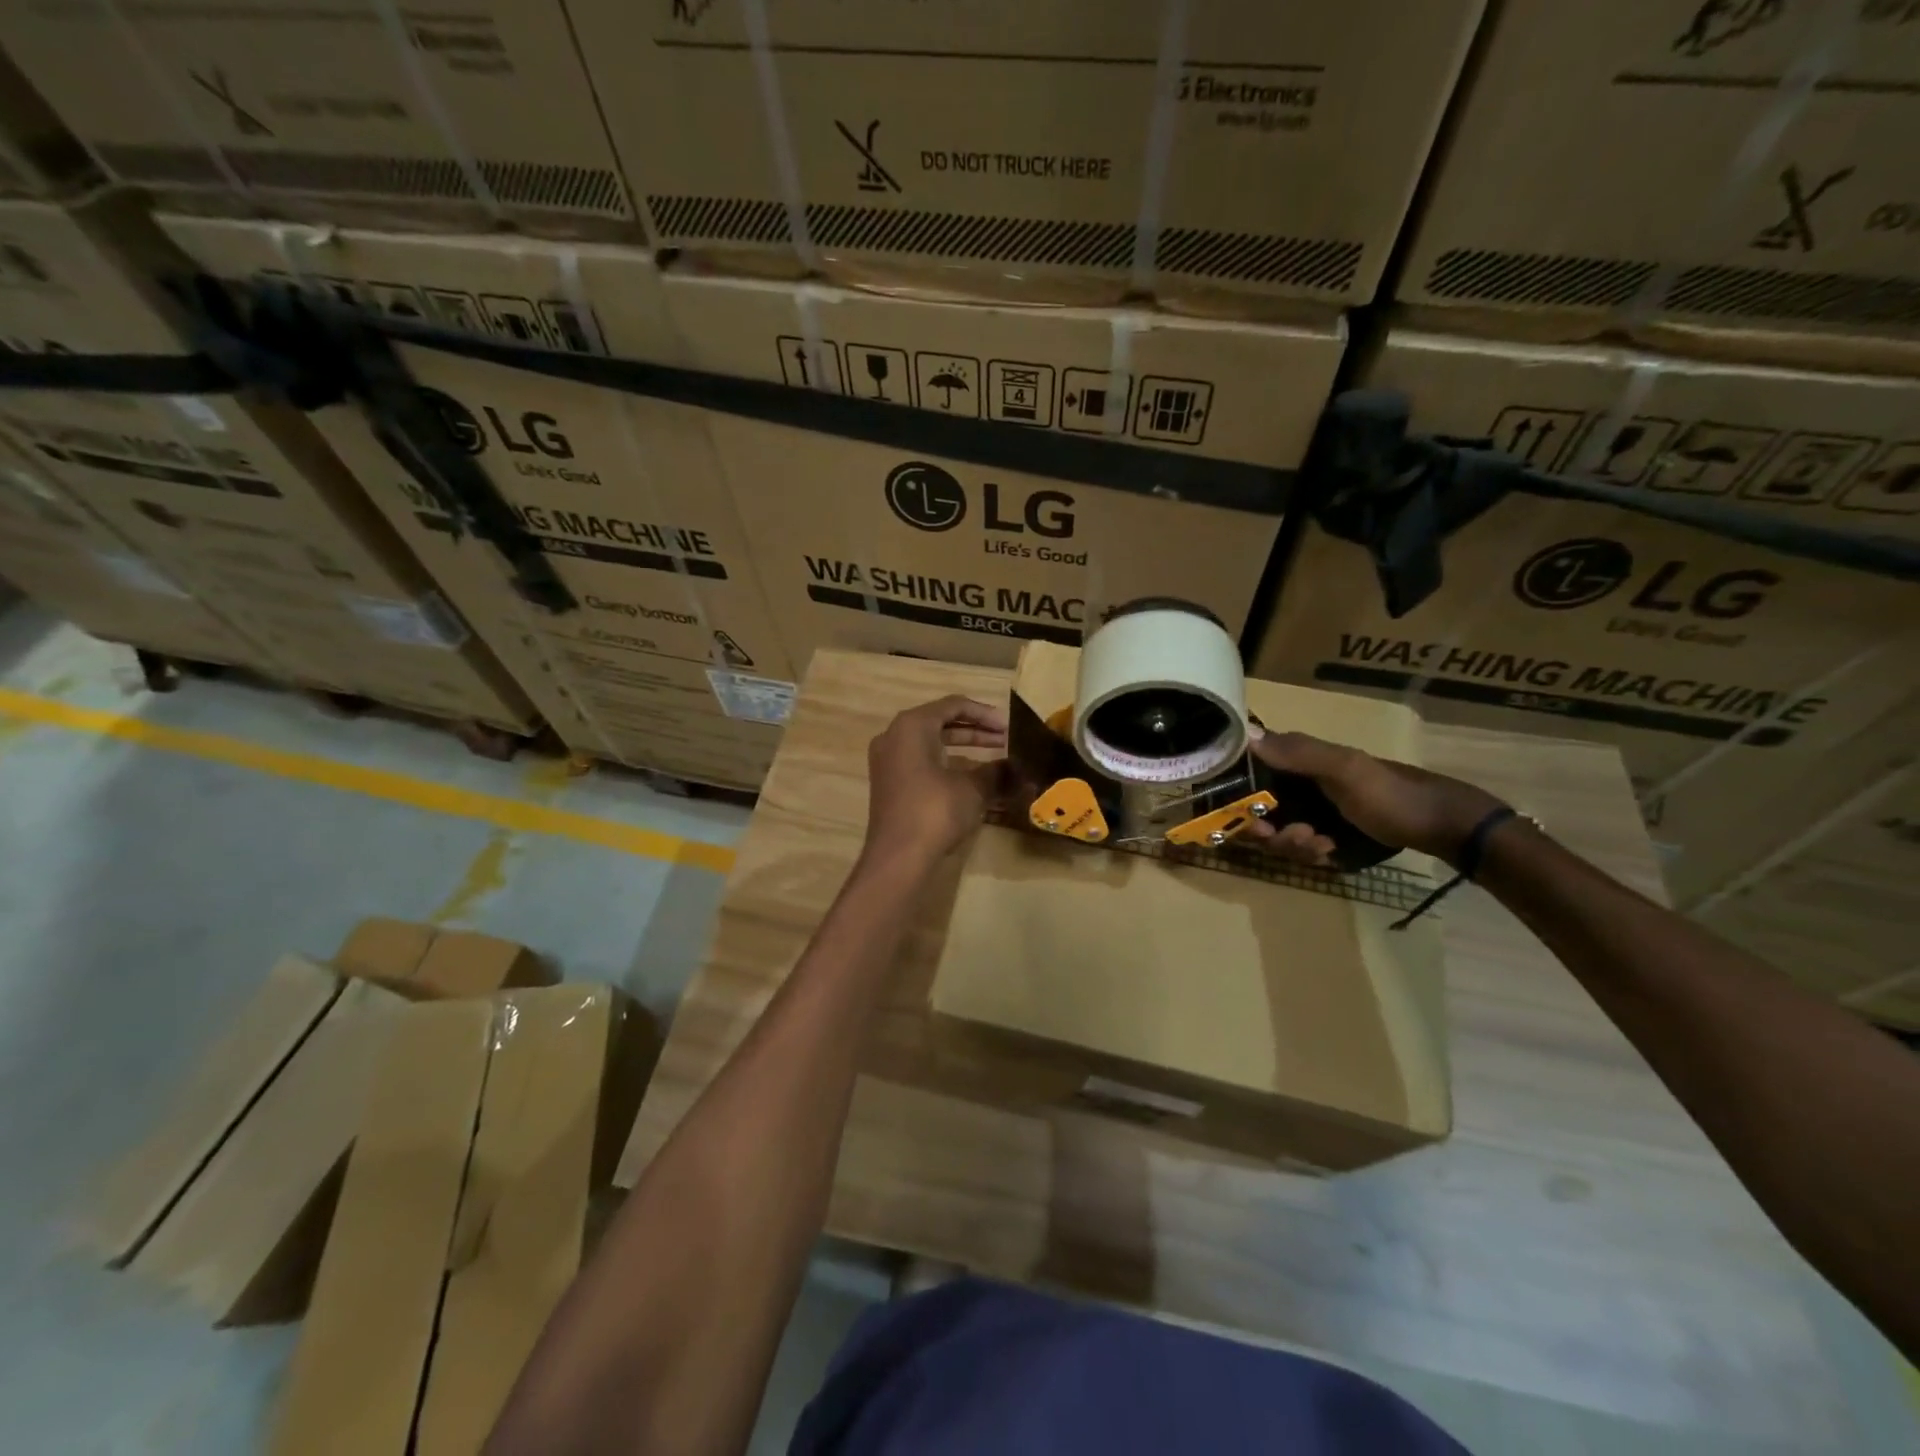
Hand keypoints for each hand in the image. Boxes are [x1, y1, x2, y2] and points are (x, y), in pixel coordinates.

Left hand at [862, 695, 1007, 868]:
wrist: (898, 857)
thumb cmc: (935, 811)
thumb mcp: (973, 789)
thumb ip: (997, 771)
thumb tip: (1019, 768)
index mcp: (912, 726)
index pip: (953, 705)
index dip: (985, 713)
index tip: (1009, 726)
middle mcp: (895, 736)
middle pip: (940, 722)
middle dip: (975, 730)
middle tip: (1005, 739)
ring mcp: (888, 761)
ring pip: (931, 743)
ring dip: (963, 747)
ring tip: (995, 756)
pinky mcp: (890, 784)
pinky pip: (922, 762)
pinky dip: (947, 764)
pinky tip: (972, 778)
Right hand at [1244, 727, 1505, 867]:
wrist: (1442, 826)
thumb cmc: (1392, 793)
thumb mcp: (1346, 769)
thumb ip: (1299, 753)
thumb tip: (1248, 736)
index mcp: (1297, 762)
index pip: (1249, 777)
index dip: (1240, 800)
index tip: (1252, 821)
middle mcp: (1298, 786)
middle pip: (1258, 814)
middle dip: (1271, 832)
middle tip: (1297, 836)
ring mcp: (1312, 812)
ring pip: (1279, 835)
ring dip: (1293, 845)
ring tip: (1322, 845)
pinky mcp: (1325, 835)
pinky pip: (1300, 848)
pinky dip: (1310, 853)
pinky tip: (1331, 852)